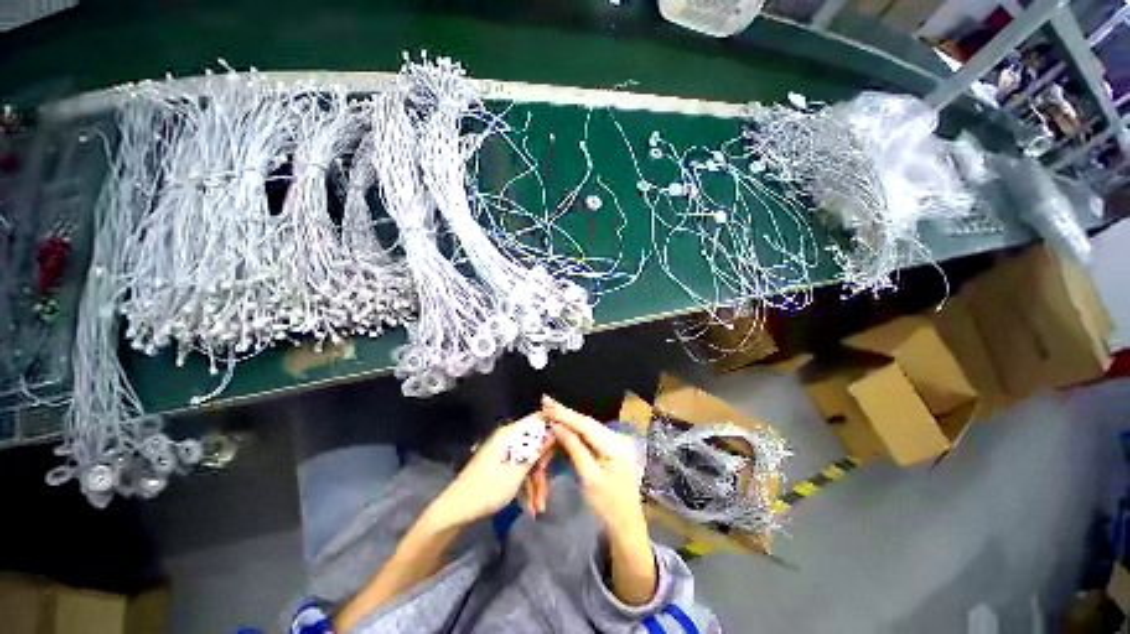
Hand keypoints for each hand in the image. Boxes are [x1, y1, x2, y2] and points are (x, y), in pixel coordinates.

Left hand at [429, 414, 553, 527]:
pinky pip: (520, 468)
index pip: (538, 419)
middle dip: (544, 467)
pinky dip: (527, 485)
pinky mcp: (501, 463)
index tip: (566, 444)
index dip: (553, 428)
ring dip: (537, 482)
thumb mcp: (517, 472)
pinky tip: (531, 505)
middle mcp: (508, 437)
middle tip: (547, 490)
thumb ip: (536, 450)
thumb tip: (553, 430)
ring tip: (539, 507)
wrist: (455, 511)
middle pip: (536, 443)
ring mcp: (504, 451)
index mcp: (510, 433)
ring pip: (529, 459)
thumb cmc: (487, 490)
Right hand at [540, 396, 644, 529]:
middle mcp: (616, 438)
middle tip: (546, 401)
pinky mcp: (609, 449)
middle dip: (565, 413)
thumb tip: (557, 426)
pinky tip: (563, 423)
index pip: (586, 425)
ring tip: (551, 408)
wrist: (626, 525)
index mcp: (615, 445)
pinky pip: (589, 436)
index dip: (566, 415)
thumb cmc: (608, 505)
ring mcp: (613, 442)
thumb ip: (575, 448)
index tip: (548, 405)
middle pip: (586, 423)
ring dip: (569, 419)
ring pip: (587, 427)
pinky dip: (575, 430)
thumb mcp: (589, 477)